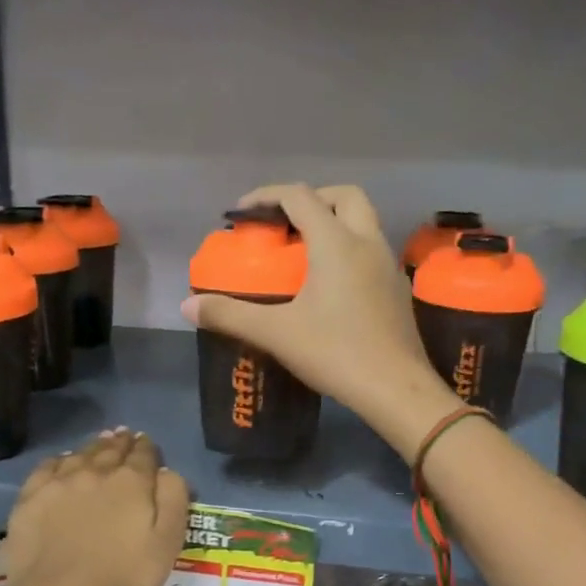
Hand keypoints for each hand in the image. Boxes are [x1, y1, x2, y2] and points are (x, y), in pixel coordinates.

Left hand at [0, 429, 189, 585]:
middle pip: (111, 450)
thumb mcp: (167, 542)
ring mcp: (60, 482)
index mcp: (132, 481)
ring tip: (99, 443)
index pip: (143, 455)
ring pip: (80, 454)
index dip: (147, 448)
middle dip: (120, 442)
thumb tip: (167, 472)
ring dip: (93, 446)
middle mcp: (96, 471)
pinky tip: (62, 462)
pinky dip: (60, 460)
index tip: (146, 443)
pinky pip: (48, 467)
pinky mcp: (31, 497)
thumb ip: (173, 500)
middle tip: (124, 435)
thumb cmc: (123, 576)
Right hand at [180, 183, 461, 455]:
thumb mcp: (276, 333)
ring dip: (334, 223)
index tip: (242, 214)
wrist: (396, 389)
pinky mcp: (397, 289)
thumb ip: (230, 315)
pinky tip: (332, 284)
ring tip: (304, 253)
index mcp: (336, 243)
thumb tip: (188, 306)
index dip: (267, 196)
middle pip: (344, 196)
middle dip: (311, 199)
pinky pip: (372, 251)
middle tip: (284, 224)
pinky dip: (349, 249)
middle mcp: (367, 243)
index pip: (299, 197)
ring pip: (364, 222)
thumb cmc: (336, 353)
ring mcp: (388, 265)